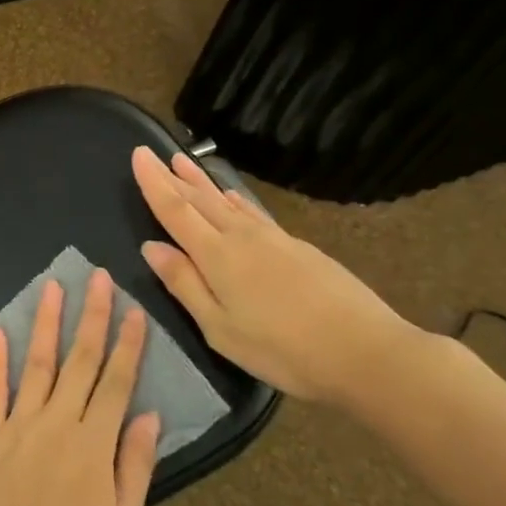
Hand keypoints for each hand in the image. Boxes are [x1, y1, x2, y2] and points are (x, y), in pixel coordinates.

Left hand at [0, 270, 161, 505]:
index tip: (133, 310)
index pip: (116, 381)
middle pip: (80, 361)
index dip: (127, 344)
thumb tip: (148, 413)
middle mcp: (58, 423)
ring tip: (54, 288)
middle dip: (92, 317)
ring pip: (38, 365)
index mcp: (94, 444)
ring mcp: (18, 427)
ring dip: (47, 324)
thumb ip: (134, 464)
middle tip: (98, 278)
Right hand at [130, 146, 423, 406]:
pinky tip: (234, 196)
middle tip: (153, 153)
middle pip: (200, 200)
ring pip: (227, 201)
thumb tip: (151, 247)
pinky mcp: (298, 248)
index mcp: (217, 256)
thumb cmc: (284, 350)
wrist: (367, 352)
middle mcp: (242, 237)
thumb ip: (185, 285)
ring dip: (202, 181)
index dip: (154, 183)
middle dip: (173, 176)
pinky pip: (254, 212)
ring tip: (183, 161)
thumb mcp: (221, 329)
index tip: (138, 155)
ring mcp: (274, 239)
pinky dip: (236, 199)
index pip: (175, 210)